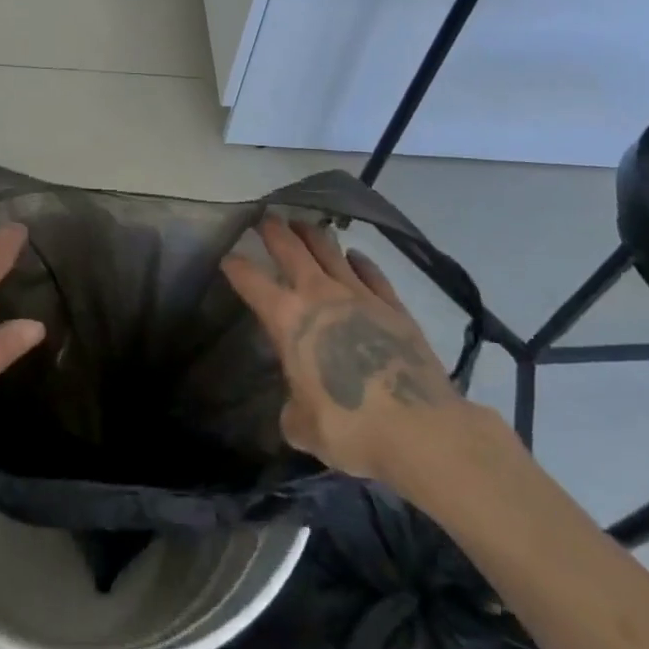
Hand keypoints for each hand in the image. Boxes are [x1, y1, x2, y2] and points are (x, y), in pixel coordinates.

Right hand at [222, 216, 490, 499]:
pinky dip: (360, 261)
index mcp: (287, 319)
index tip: (228, 258)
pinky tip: (355, 256)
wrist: (420, 430)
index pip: (251, 282)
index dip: (236, 267)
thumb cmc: (349, 427)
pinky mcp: (394, 306)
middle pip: (291, 249)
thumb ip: (294, 410)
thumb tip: (299, 408)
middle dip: (274, 231)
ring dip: (313, 235)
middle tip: (266, 218)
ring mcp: (360, 296)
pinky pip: (372, 273)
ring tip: (304, 225)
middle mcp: (320, 295)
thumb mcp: (304, 428)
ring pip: (331, 251)